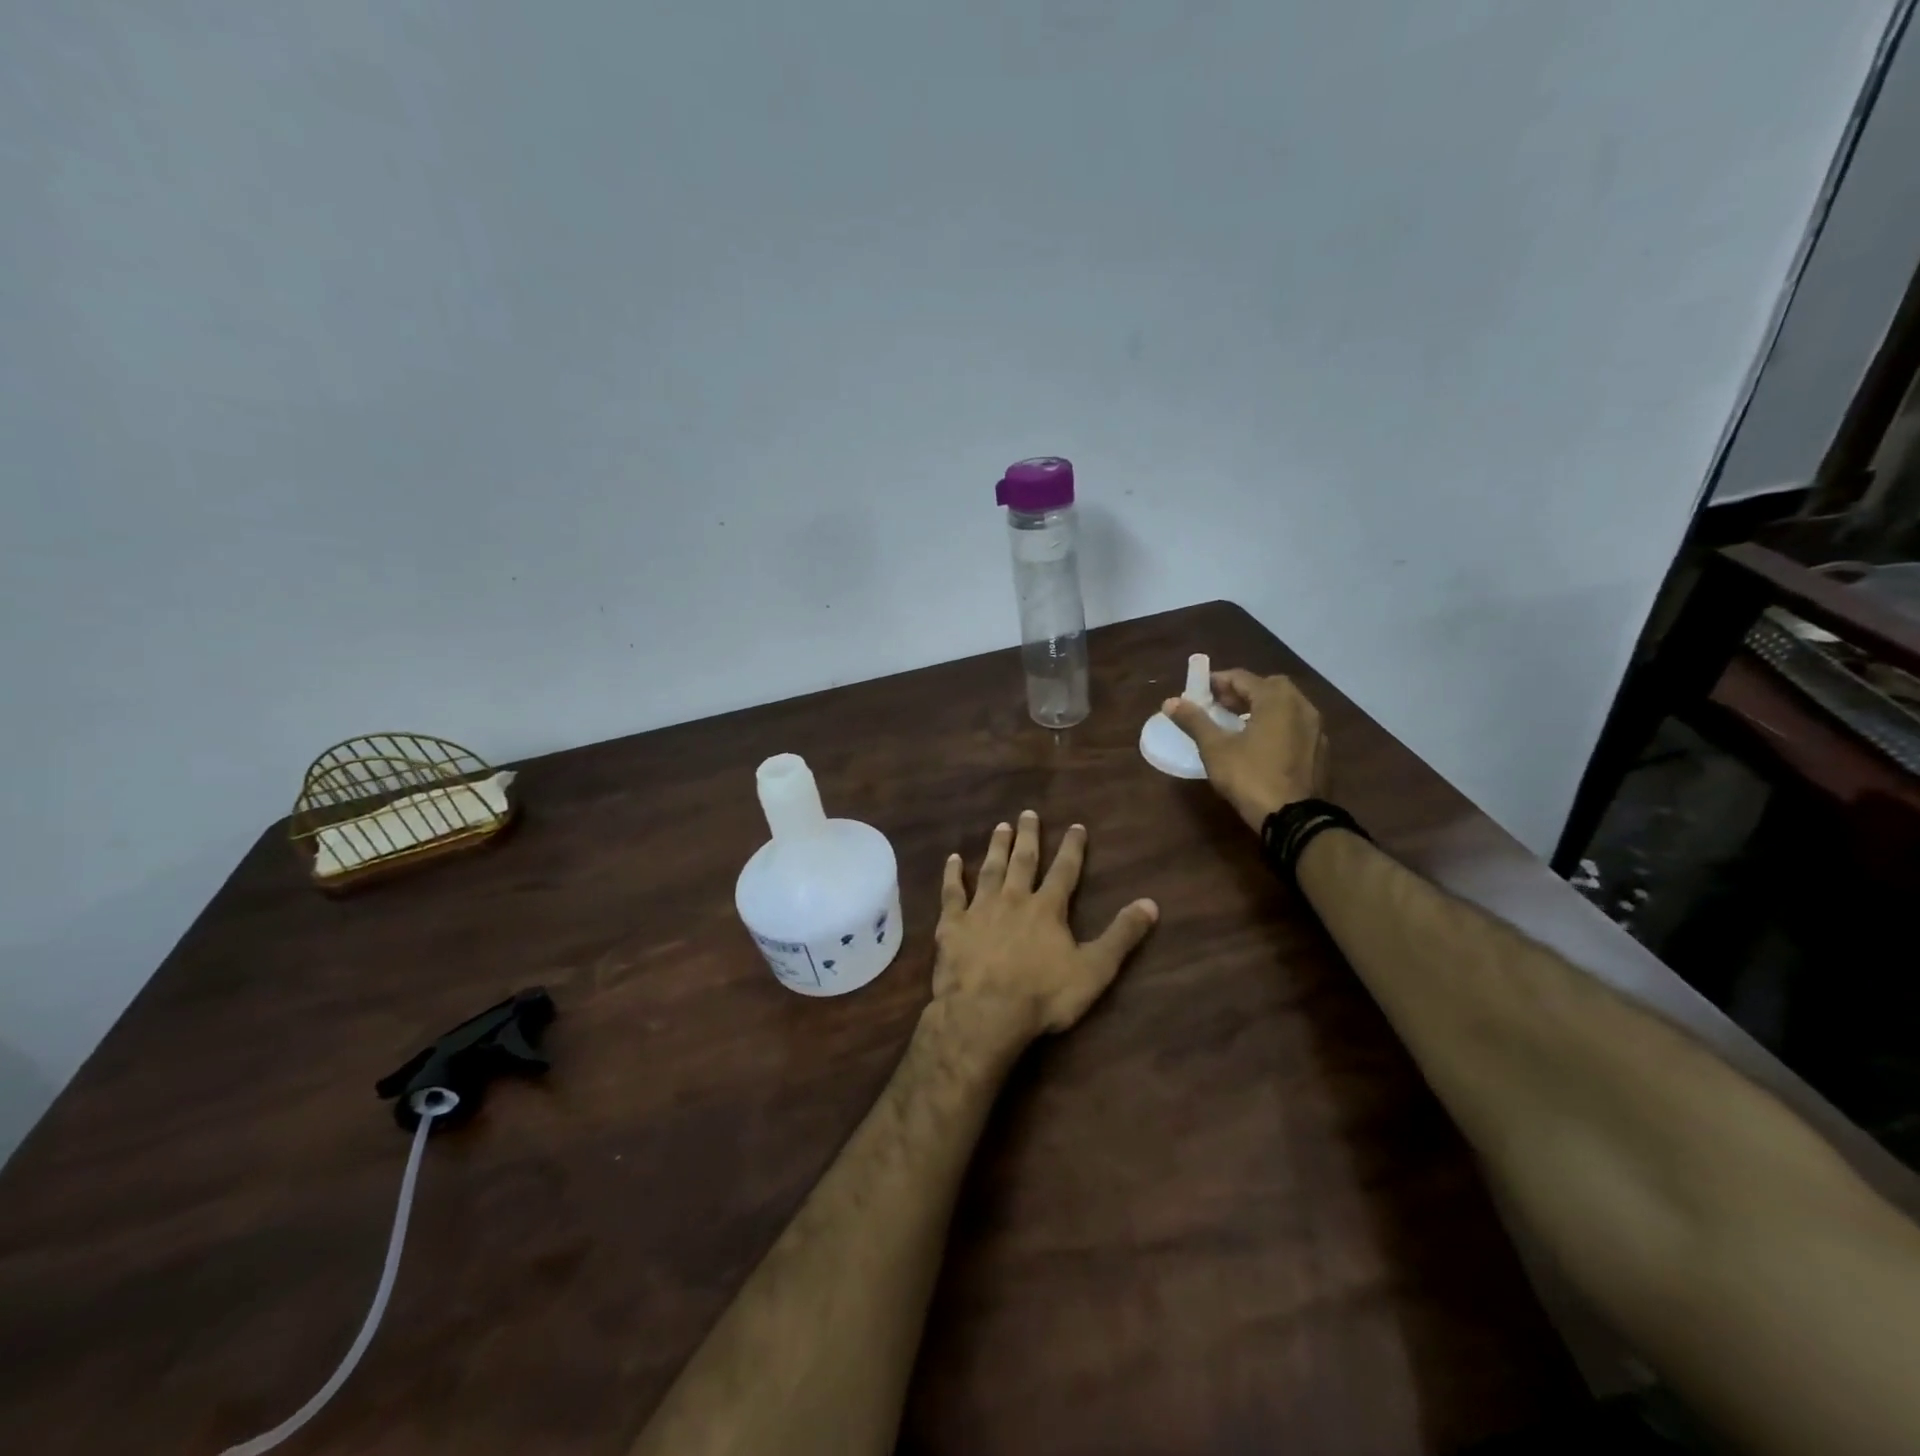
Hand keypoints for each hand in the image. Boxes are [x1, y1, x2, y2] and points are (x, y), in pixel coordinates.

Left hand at [930, 810, 1158, 1056]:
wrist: (985, 1013)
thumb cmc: (1043, 995)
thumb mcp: (1094, 970)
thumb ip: (1121, 936)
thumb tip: (1151, 903)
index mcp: (1047, 909)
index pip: (1064, 871)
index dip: (1072, 848)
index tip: (1076, 826)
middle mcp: (1014, 899)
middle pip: (1023, 861)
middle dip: (1028, 837)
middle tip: (1028, 813)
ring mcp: (980, 909)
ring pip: (990, 870)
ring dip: (996, 847)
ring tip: (1000, 827)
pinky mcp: (952, 925)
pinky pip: (952, 893)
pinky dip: (952, 875)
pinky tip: (952, 859)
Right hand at [1163, 669, 1328, 832]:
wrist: (1295, 819)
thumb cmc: (1250, 777)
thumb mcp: (1215, 749)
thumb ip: (1194, 721)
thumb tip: (1169, 702)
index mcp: (1276, 699)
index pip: (1242, 677)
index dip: (1217, 681)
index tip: (1197, 691)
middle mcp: (1302, 705)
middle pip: (1268, 687)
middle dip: (1241, 692)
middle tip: (1218, 706)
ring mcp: (1316, 728)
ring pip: (1285, 706)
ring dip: (1261, 707)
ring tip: (1238, 724)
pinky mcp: (1321, 750)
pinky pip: (1295, 725)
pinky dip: (1277, 724)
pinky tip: (1262, 744)